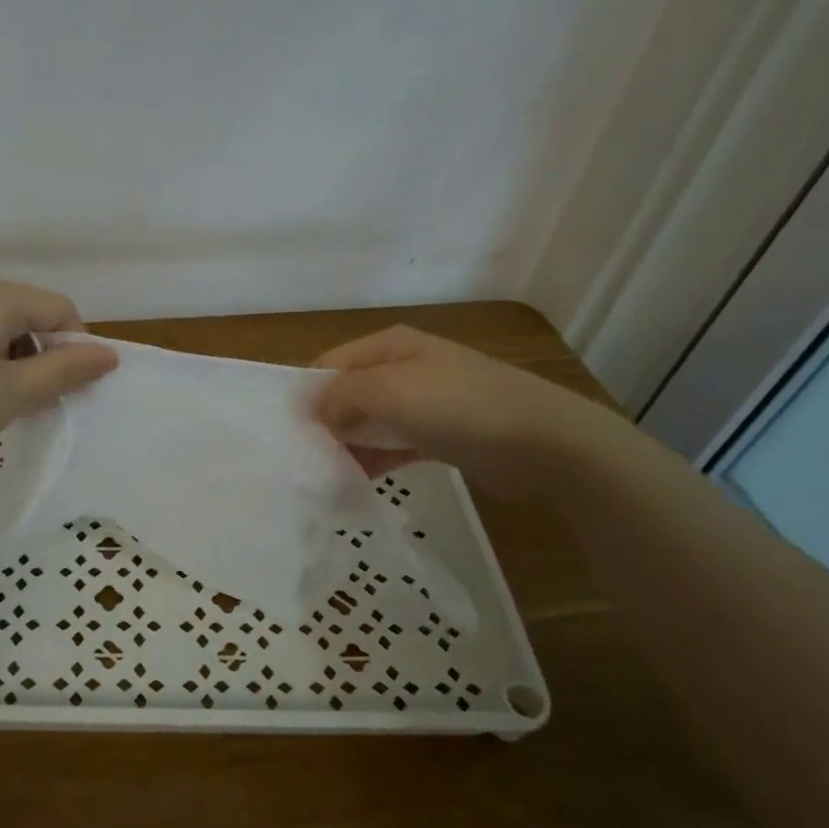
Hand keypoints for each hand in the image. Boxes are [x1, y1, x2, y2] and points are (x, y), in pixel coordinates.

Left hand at [0, 275, 117, 477]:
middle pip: (25, 315)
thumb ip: (65, 371)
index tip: (74, 390)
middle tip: (40, 403)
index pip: (58, 309)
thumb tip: (109, 355)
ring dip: (13, 362)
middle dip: (43, 357)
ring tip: (5, 405)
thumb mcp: (13, 393)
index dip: (77, 347)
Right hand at [312, 325, 619, 497]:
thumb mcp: (387, 390)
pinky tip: (356, 481)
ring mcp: (425, 402)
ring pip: (370, 422)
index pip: (329, 364)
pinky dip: (375, 460)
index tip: (287, 431)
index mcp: (389, 346)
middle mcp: (404, 368)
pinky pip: (394, 444)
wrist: (541, 442)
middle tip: (301, 458)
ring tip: (323, 475)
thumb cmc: (457, 406)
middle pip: (348, 393)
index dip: (306, 394)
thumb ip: (339, 396)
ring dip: (348, 445)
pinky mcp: (440, 435)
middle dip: (324, 422)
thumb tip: (312, 410)